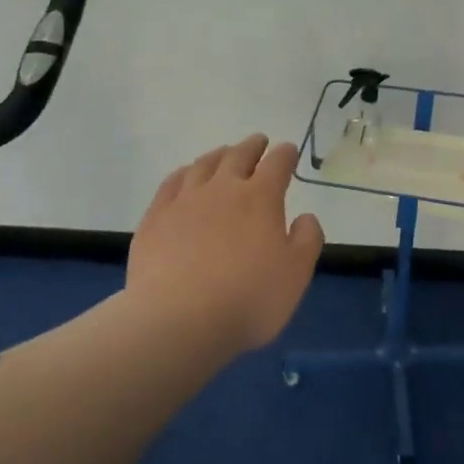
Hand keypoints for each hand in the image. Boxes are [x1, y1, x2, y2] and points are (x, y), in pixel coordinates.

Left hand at [125, 134, 325, 351]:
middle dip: (252, 146)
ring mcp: (185, 200)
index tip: (289, 150)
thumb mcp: (296, 274)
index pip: (277, 163)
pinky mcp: (155, 218)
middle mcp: (223, 189)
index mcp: (260, 198)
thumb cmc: (248, 299)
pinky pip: (171, 183)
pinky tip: (185, 176)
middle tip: (258, 142)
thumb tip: (306, 217)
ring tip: (224, 153)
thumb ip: (307, 240)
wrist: (178, 320)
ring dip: (218, 155)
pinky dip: (183, 173)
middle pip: (239, 156)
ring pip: (204, 165)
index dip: (285, 154)